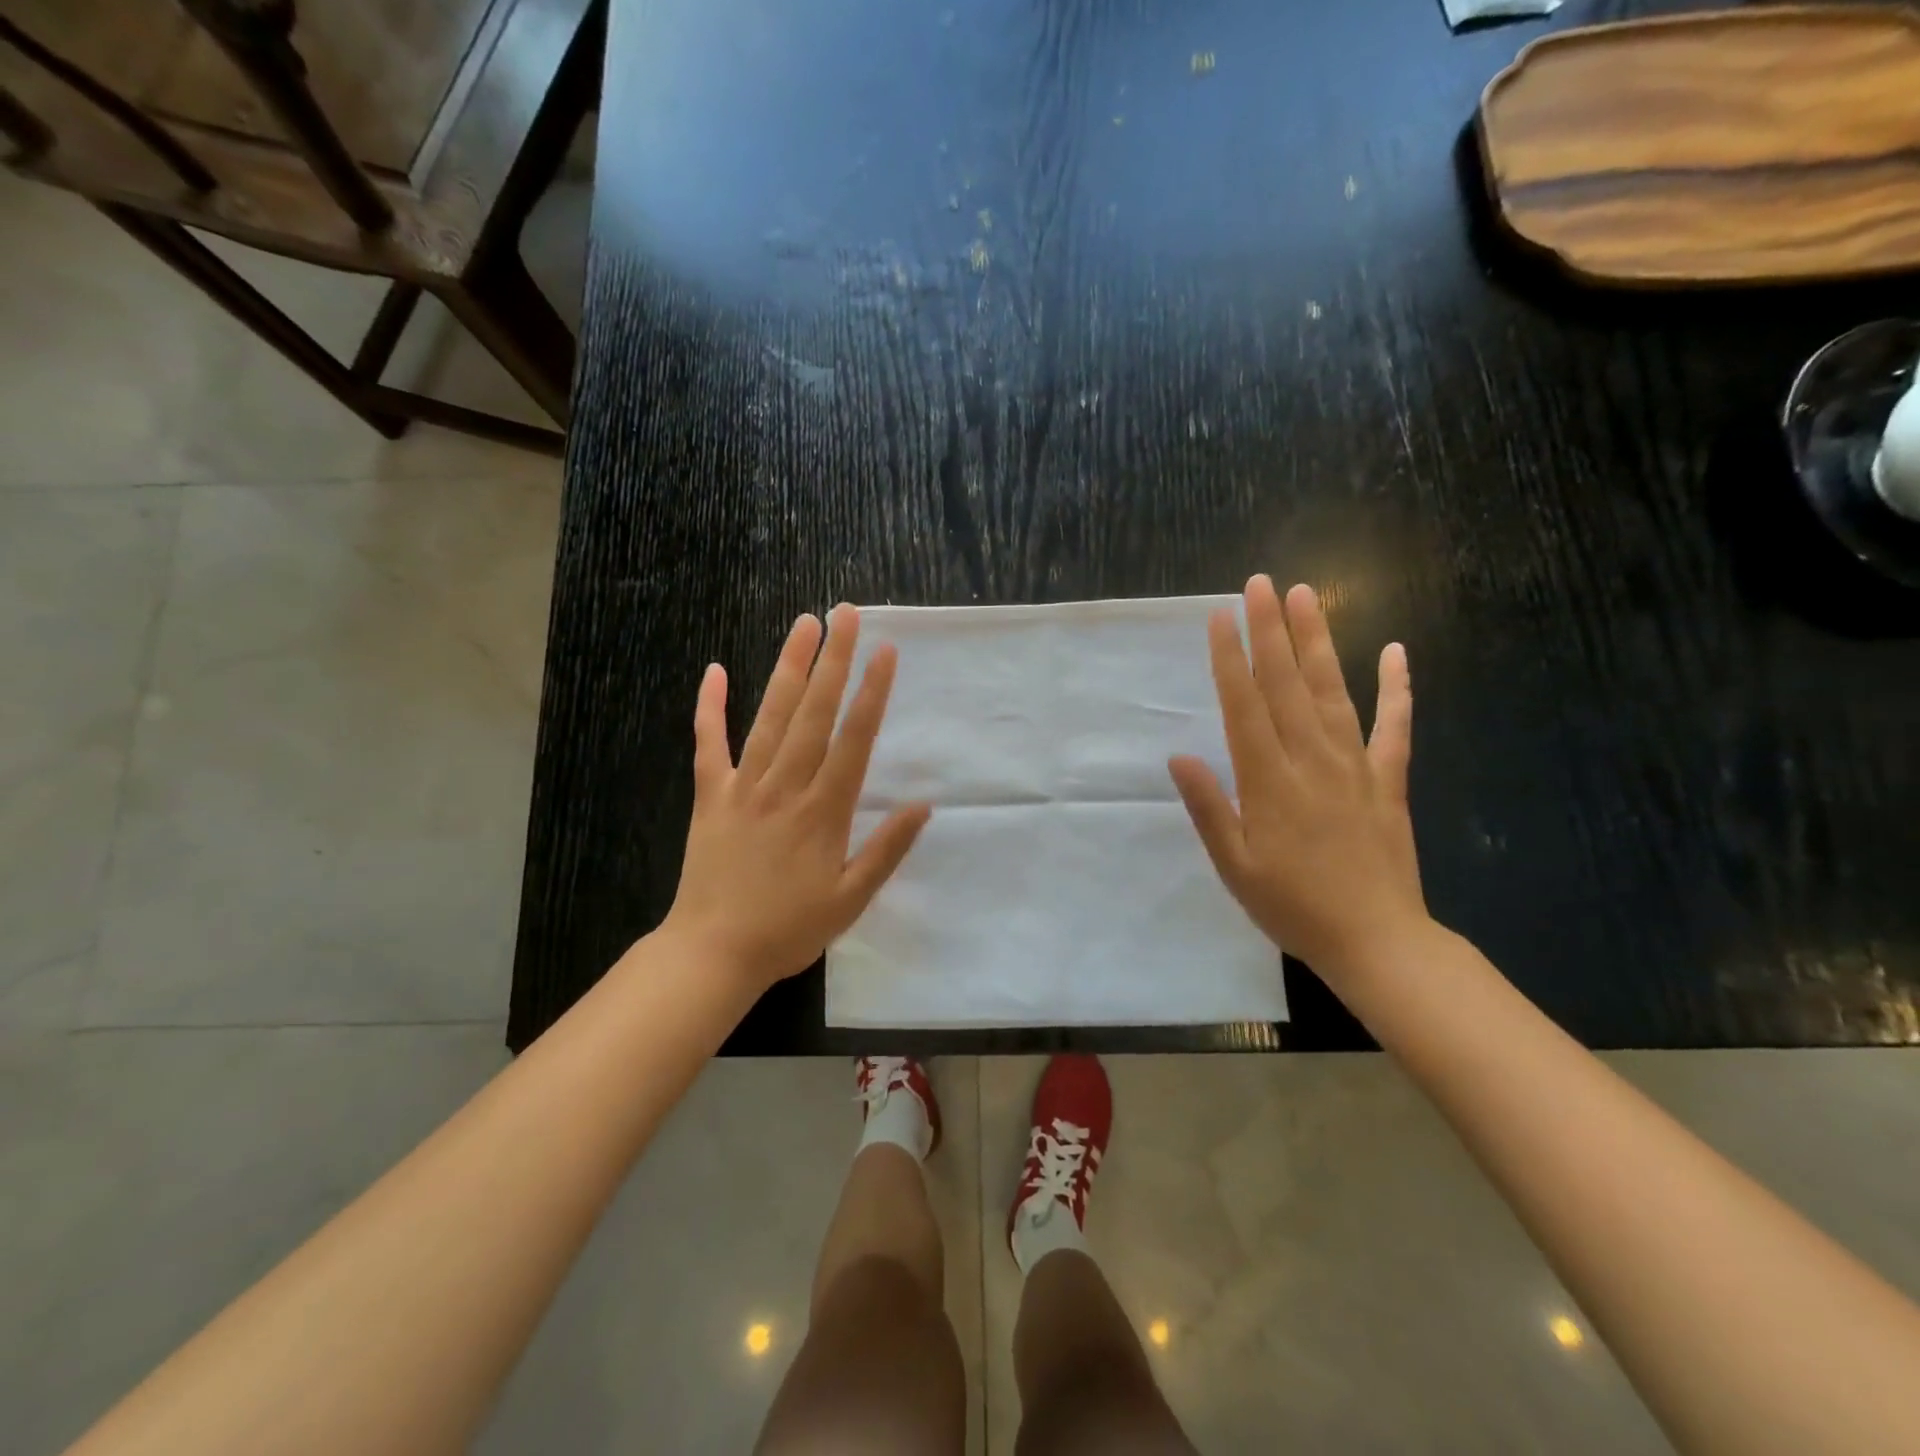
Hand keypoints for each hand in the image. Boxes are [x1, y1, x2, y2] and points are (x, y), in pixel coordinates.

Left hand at [663, 605, 930, 991]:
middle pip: (814, 714)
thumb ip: (886, 850)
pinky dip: (710, 707)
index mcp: (824, 811)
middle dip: (834, 661)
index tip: (885, 652)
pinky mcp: (711, 796)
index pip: (854, 740)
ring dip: (788, 668)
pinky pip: (709, 744)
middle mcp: (786, 787)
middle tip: (846, 613)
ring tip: (804, 625)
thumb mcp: (851, 900)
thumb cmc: (789, 930)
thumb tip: (924, 805)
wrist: (712, 953)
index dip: (871, 693)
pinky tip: (715, 670)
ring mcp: (744, 787)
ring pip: (770, 717)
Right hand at [1169, 576, 1426, 978]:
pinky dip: (1398, 688)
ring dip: (1318, 642)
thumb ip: (1209, 808)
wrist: (1377, 942)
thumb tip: (1179, 757)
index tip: (1219, 617)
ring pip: (1333, 692)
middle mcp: (1311, 761)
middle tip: (1260, 583)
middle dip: (1270, 631)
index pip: (1244, 707)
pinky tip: (1396, 652)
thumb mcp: (1234, 867)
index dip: (1229, 660)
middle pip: (1286, 685)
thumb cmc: (1292, 906)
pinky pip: (1396, 727)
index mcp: (1268, 782)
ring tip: (1307, 596)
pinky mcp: (1388, 781)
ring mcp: (1355, 767)